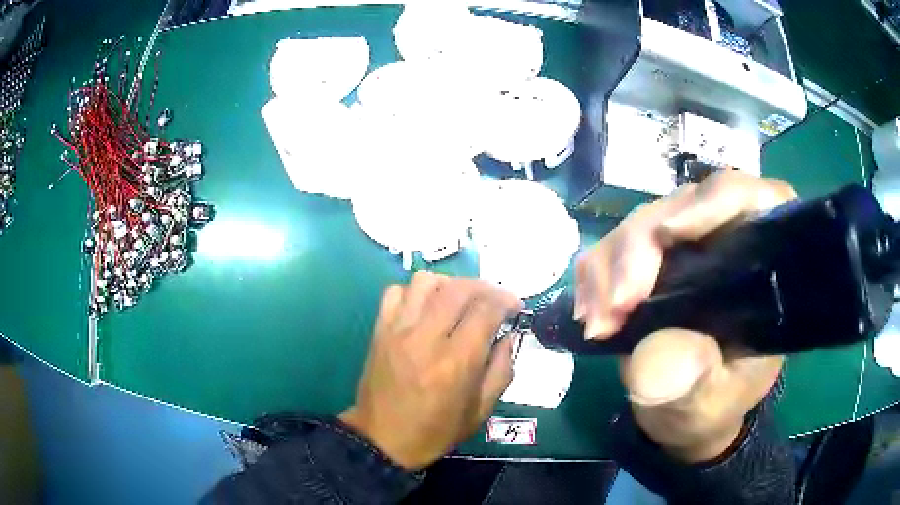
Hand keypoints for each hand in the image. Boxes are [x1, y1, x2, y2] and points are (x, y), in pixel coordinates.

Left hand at [340, 272, 521, 470]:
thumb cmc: (435, 431)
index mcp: (456, 363)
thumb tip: (507, 336)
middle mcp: (426, 339)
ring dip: (450, 284)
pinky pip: (395, 292)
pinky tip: (425, 308)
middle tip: (494, 299)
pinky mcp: (379, 331)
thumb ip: (501, 371)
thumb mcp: (481, 411)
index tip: (515, 306)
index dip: (506, 300)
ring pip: (425, 282)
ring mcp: (398, 331)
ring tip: (459, 301)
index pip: (486, 310)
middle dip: (484, 287)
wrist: (382, 440)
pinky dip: (414, 292)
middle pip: (459, 289)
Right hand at [575, 171, 796, 461]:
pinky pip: (614, 245)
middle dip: (639, 250)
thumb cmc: (715, 403)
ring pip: (642, 222)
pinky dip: (595, 275)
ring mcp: (686, 243)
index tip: (668, 233)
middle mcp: (725, 236)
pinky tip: (591, 312)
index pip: (747, 200)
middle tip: (615, 308)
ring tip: (598, 323)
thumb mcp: (711, 402)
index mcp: (761, 259)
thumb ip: (693, 383)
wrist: (688, 412)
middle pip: (681, 206)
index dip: (711, 202)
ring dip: (609, 268)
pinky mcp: (652, 257)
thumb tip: (657, 357)